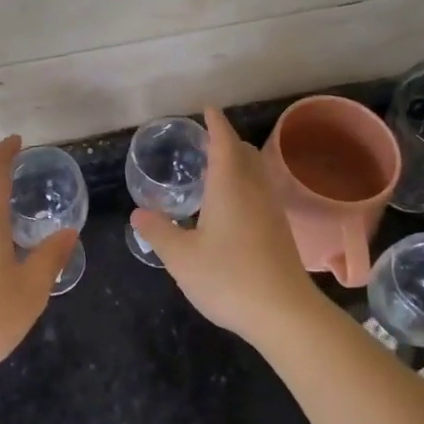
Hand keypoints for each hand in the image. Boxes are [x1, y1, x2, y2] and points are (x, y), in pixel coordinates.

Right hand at [132, 107, 318, 341]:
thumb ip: (158, 231)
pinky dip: (245, 186)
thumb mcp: (181, 257)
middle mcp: (254, 190)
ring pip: (256, 174)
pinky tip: (231, 208)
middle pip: (245, 153)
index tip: (207, 108)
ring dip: (238, 164)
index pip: (223, 141)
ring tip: (215, 171)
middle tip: (205, 142)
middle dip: (227, 141)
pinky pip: (261, 193)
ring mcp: (271, 211)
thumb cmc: (228, 277)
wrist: (285, 314)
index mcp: (229, 185)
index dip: (215, 123)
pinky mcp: (279, 232)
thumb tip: (138, 213)